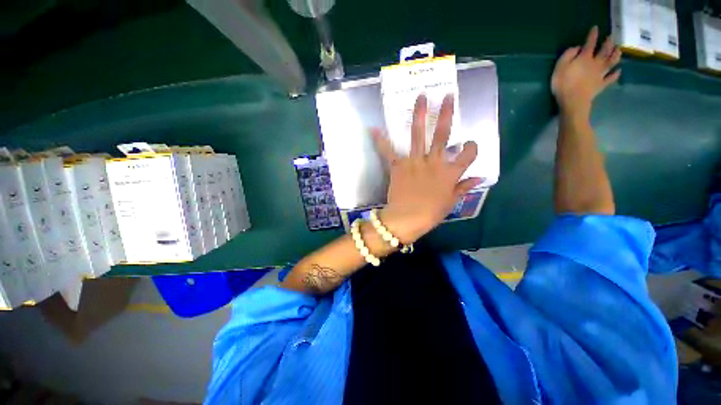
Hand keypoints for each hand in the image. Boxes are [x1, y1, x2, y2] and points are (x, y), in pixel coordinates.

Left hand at [370, 94, 481, 243]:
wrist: (408, 218)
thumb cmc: (431, 213)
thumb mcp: (450, 202)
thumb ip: (463, 188)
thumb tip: (479, 178)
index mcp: (450, 172)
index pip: (468, 154)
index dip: (471, 148)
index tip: (469, 145)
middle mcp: (434, 162)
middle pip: (443, 135)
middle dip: (446, 114)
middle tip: (448, 96)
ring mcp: (415, 162)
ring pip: (418, 135)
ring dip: (420, 115)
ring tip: (421, 97)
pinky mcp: (398, 166)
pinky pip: (389, 151)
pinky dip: (381, 141)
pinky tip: (374, 129)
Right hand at [551, 26, 621, 118]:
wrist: (573, 101)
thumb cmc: (563, 84)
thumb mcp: (559, 67)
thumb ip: (568, 55)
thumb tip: (577, 48)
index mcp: (585, 58)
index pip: (590, 43)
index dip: (593, 35)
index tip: (595, 28)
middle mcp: (596, 63)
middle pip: (604, 51)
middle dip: (608, 43)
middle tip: (611, 37)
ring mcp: (600, 74)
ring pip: (611, 62)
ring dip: (615, 55)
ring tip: (618, 50)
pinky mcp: (601, 85)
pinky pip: (611, 78)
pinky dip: (616, 74)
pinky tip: (619, 71)